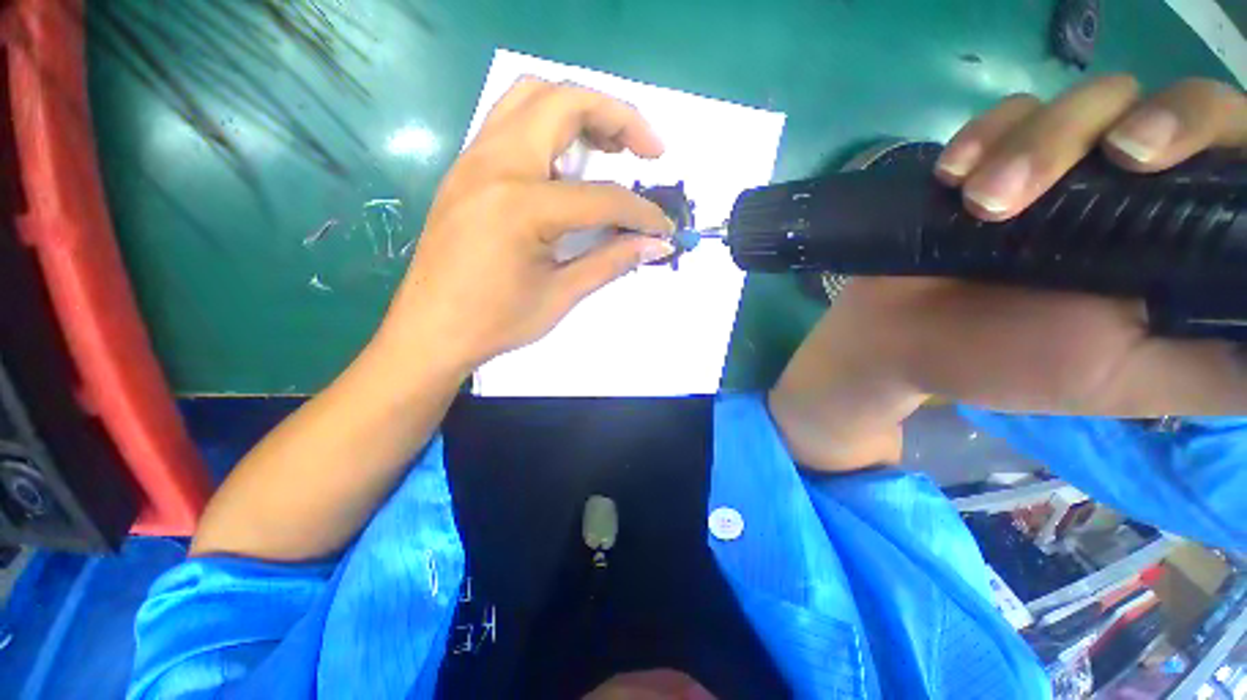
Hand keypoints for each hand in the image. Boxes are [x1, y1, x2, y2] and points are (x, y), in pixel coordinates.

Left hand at [378, 78, 674, 368]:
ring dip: (580, 108)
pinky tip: (568, 160)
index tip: (663, 228)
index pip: (601, 197)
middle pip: (564, 104)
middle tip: (650, 150)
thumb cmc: (495, 322)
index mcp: (520, 205)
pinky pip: (510, 119)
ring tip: (612, 143)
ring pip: (531, 97)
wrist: (429, 331)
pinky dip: (549, 124)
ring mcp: (473, 160)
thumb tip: (656, 244)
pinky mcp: (466, 169)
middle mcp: (494, 164)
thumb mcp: (561, 295)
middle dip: (619, 117)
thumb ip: (611, 261)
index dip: (641, 212)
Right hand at [824, 75, 1246, 415]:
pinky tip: (953, 178)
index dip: (1230, 142)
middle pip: (1181, 105)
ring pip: (1093, 100)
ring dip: (1041, 143)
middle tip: (1119, 159)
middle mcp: (1136, 191)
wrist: (896, 341)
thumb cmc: (1004, 364)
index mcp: (1180, 245)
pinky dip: (986, 134)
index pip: (1243, 162)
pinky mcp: (997, 157)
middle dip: (1158, 119)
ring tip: (983, 203)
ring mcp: (1063, 167)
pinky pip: (1009, 112)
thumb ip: (1223, 369)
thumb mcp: (1129, 382)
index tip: (1187, 166)